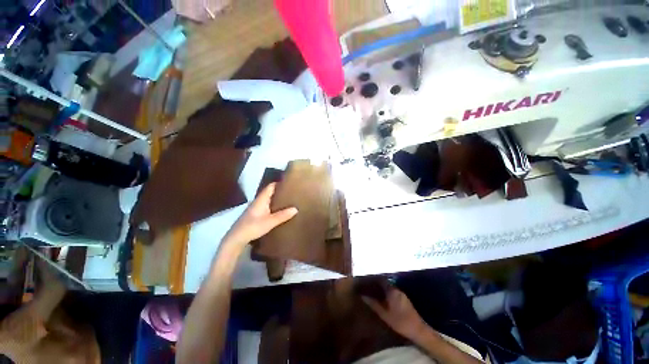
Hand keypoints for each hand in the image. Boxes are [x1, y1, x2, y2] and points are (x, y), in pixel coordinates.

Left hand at [224, 183, 297, 246]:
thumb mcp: (270, 222)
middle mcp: (258, 201)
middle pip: (270, 192)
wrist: (236, 238)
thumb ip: (283, 215)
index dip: (279, 183)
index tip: (289, 183)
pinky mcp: (255, 215)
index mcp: (261, 199)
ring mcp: (255, 208)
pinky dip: (273, 206)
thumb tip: (296, 209)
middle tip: (292, 193)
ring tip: (288, 201)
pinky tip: (279, 211)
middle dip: (280, 191)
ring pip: (268, 200)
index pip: (271, 186)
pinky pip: (267, 206)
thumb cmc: (253, 227)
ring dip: (276, 199)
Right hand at [362, 286, 427, 340]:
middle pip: (386, 283)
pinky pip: (394, 293)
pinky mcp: (405, 300)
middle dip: (378, 285)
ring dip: (383, 290)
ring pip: (390, 288)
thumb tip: (363, 296)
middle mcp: (397, 290)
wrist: (417, 330)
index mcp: (392, 291)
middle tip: (370, 287)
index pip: (382, 280)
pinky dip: (388, 294)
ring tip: (375, 293)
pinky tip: (384, 300)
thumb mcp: (384, 314)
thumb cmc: (399, 321)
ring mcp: (402, 295)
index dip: (374, 280)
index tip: (368, 281)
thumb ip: (374, 304)